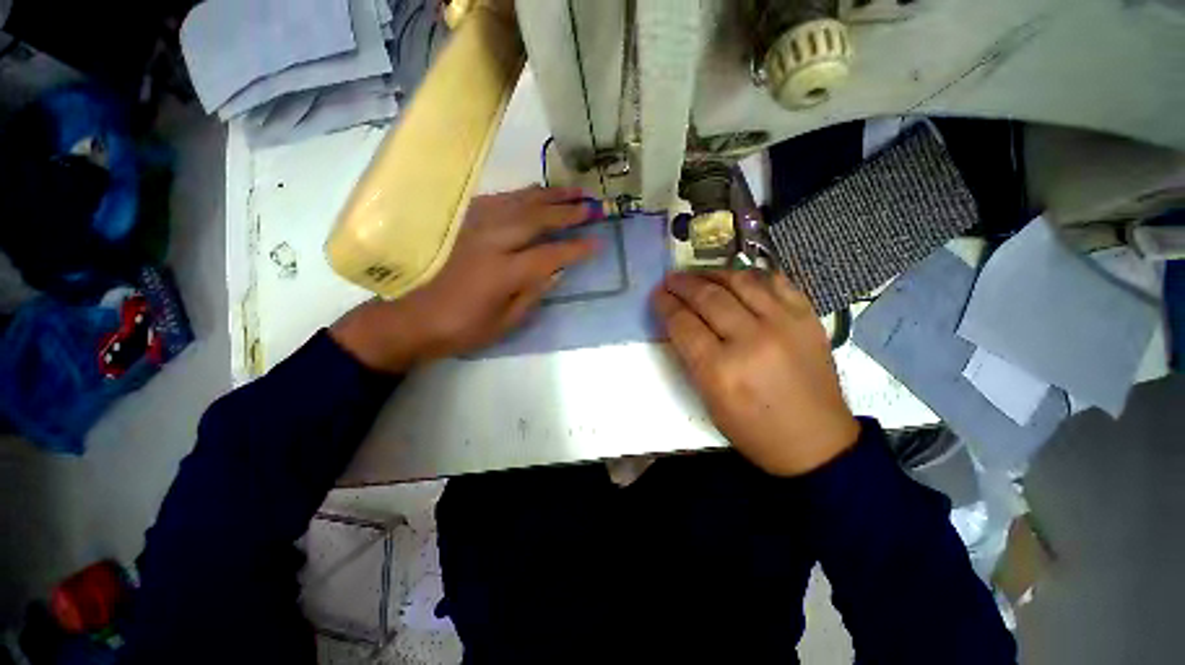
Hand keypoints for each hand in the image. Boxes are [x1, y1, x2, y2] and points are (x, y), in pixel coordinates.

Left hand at [331, 186, 598, 371]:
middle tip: (591, 205)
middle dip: (567, 212)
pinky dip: (519, 195)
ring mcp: (473, 228)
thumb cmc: (461, 329)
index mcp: (502, 273)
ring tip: (571, 191)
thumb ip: (532, 294)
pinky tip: (532, 193)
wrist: (411, 319)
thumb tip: (557, 271)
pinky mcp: (461, 224)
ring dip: (547, 195)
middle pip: (536, 219)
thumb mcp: (504, 323)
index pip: (549, 254)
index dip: (576, 249)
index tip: (597, 242)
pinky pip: (496, 201)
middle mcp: (490, 243)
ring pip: (517, 203)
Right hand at [653, 270, 858, 475]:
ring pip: (741, 282)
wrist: (816, 440)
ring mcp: (784, 324)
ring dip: (713, 274)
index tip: (657, 295)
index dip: (665, 304)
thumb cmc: (754, 429)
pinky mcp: (807, 318)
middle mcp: (751, 340)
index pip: (683, 323)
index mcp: (721, 370)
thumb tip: (679, 323)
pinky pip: (776, 281)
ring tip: (699, 274)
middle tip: (671, 279)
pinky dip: (752, 276)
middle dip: (683, 284)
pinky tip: (738, 279)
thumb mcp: (710, 400)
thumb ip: (692, 358)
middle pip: (708, 297)